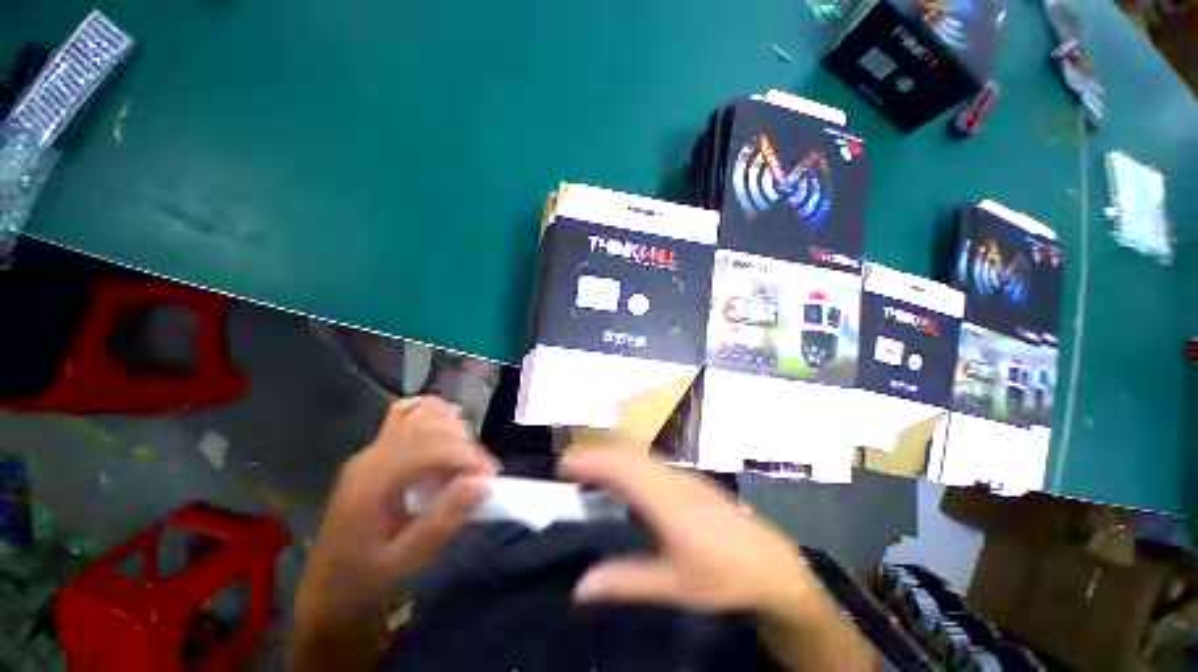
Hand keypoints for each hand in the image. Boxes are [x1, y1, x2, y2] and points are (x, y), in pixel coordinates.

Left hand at [292, 398, 496, 670]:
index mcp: (373, 482)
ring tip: (464, 462)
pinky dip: (437, 419)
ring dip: (454, 430)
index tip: (491, 479)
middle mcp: (372, 455)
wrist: (327, 596)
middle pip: (431, 423)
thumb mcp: (406, 562)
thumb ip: (444, 520)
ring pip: (423, 411)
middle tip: (480, 475)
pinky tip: (448, 440)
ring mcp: (372, 450)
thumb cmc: (364, 584)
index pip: (431, 447)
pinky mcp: (378, 452)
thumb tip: (484, 484)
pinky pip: (411, 415)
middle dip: (465, 443)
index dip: (468, 456)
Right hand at [561, 450, 876, 671]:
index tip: (564, 466)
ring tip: (587, 470)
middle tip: (567, 467)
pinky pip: (649, 460)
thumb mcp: (674, 586)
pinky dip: (627, 461)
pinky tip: (621, 479)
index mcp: (666, 501)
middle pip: (627, 454)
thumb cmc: (723, 575)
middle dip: (595, 454)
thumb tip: (579, 587)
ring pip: (639, 453)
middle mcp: (671, 478)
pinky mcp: (687, 477)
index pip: (621, 469)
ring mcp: (681, 475)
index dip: (591, 462)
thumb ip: (626, 582)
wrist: (771, 563)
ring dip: (611, 455)